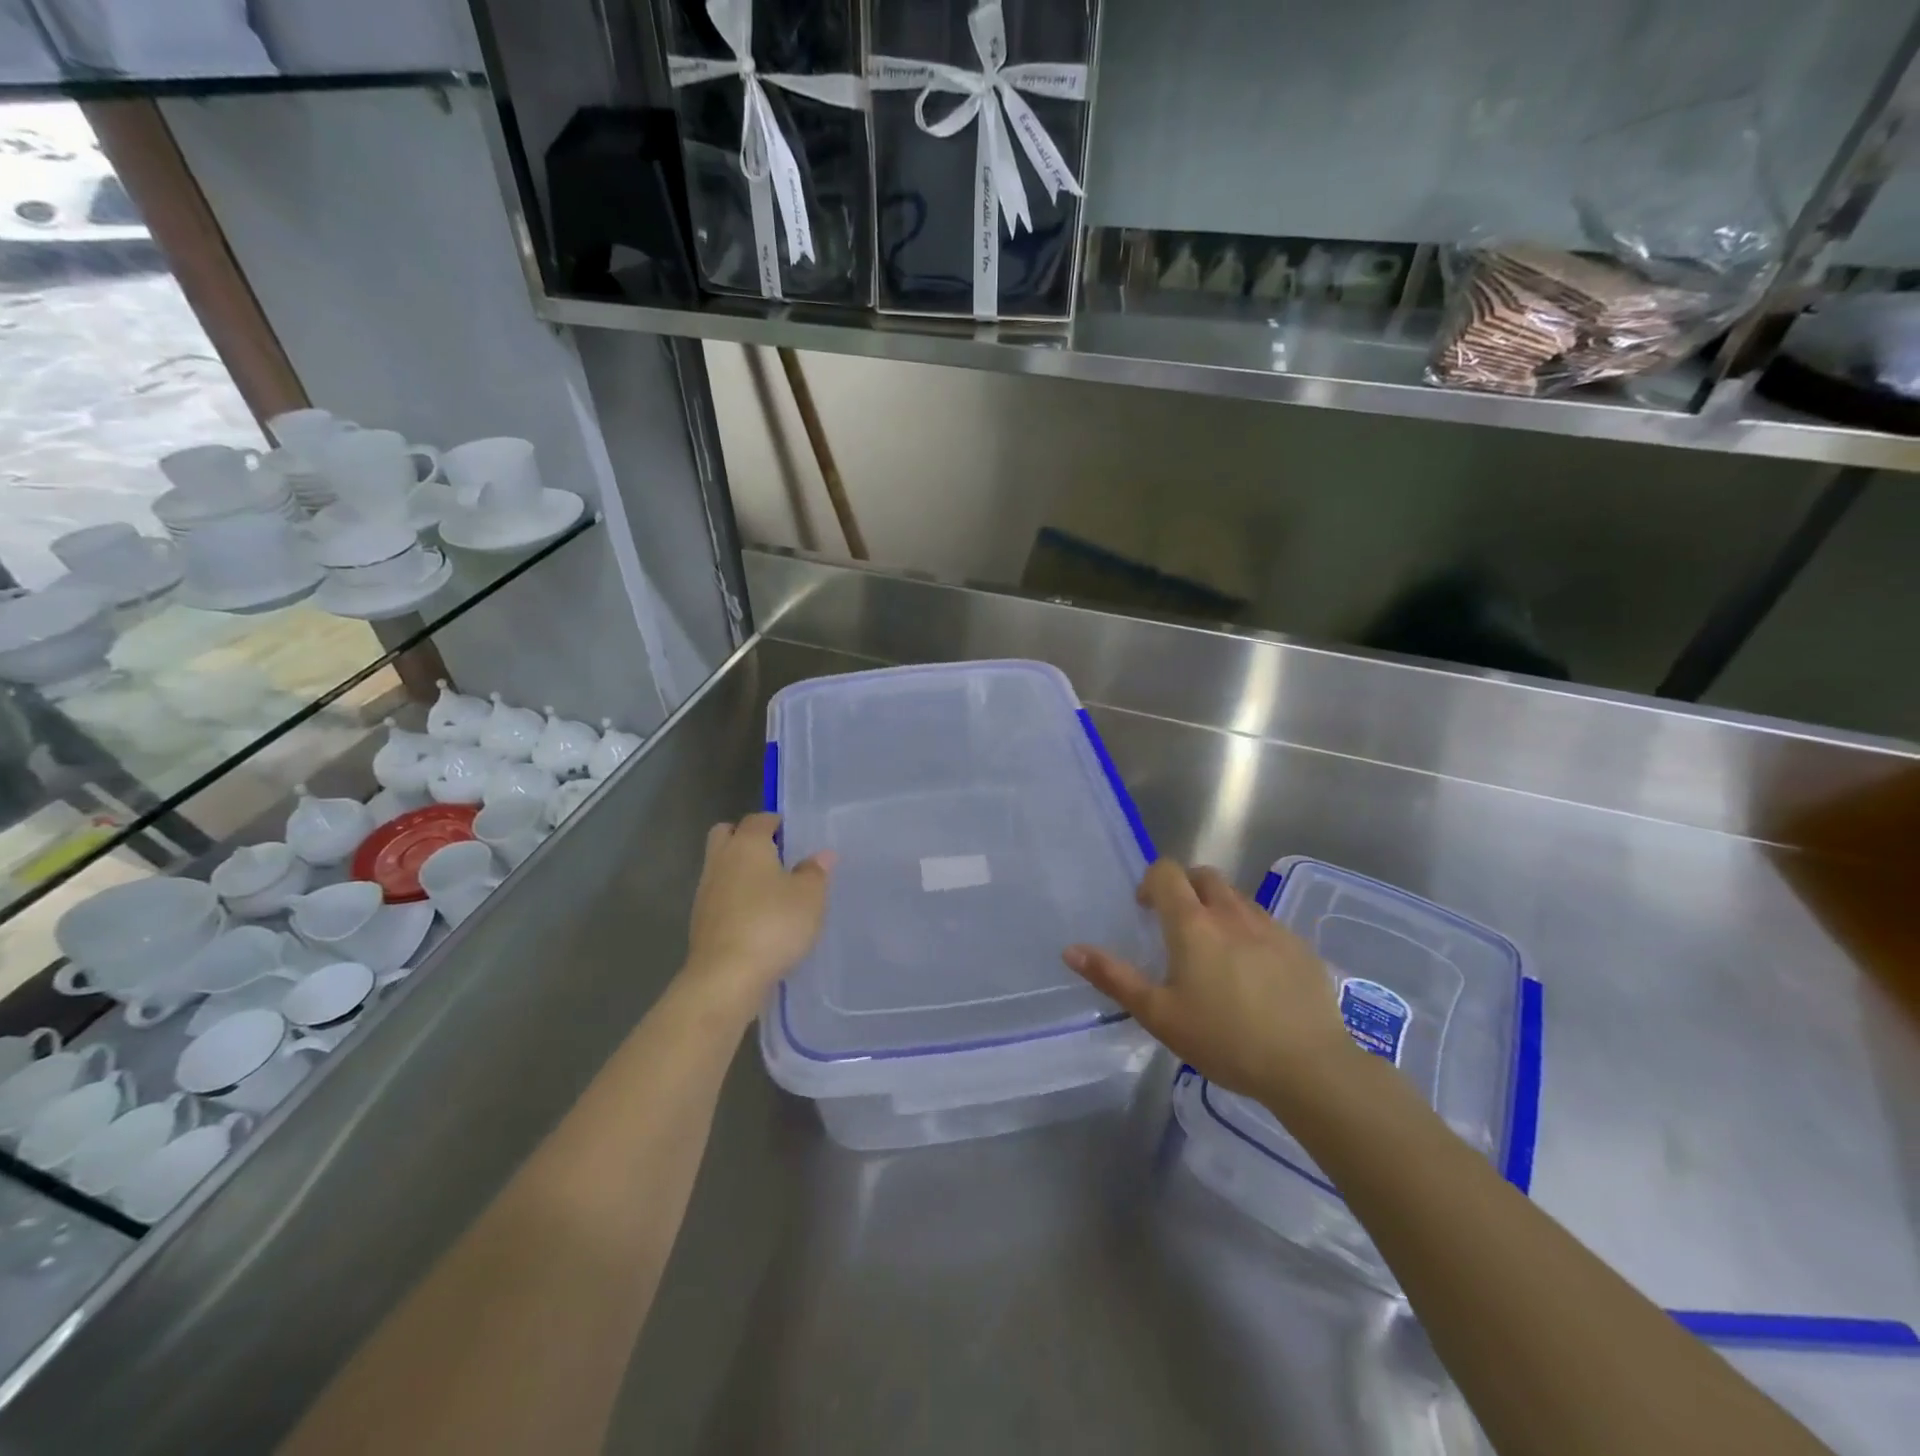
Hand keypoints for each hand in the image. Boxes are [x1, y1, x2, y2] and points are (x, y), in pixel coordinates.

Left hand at [681, 814, 833, 1020]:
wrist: (726, 978)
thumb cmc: (773, 925)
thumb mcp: (810, 897)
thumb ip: (815, 872)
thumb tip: (821, 855)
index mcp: (747, 845)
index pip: (758, 819)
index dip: (775, 822)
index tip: (792, 833)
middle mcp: (721, 861)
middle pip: (726, 835)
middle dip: (746, 837)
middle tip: (774, 854)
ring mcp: (705, 892)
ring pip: (720, 867)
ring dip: (739, 871)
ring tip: (770, 889)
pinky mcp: (701, 922)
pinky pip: (719, 897)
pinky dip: (734, 899)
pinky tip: (756, 917)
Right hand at [1063, 860, 1355, 1106]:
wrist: (1309, 1066)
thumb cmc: (1223, 1040)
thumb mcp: (1159, 1015)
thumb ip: (1114, 978)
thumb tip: (1071, 950)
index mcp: (1192, 924)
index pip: (1166, 872)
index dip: (1151, 881)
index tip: (1146, 911)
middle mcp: (1230, 913)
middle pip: (1203, 875)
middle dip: (1185, 888)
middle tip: (1177, 925)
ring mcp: (1270, 926)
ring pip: (1236, 897)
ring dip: (1218, 908)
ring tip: (1215, 951)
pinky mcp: (1299, 946)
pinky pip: (1266, 922)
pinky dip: (1250, 931)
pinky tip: (1254, 972)